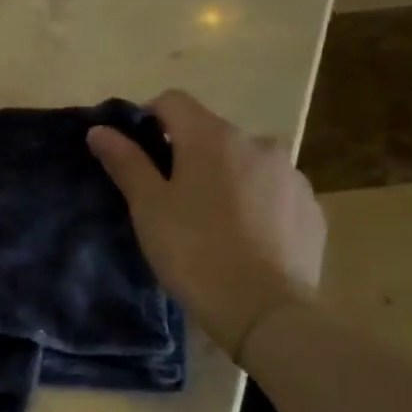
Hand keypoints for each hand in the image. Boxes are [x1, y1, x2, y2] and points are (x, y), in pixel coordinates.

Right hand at [87, 90, 324, 362]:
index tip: (137, 154)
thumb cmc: (194, 251)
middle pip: (211, 133)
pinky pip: (273, 191)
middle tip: (170, 198)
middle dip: (188, 154)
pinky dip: (255, 202)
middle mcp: (258, 143)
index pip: (173, 101)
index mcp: (212, 137)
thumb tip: (100, 130)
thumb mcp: (148, 207)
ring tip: (210, 222)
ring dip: (225, 177)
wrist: (264, 310)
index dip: (148, 119)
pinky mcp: (311, 207)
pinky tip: (244, 238)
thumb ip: (126, 162)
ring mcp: (291, 175)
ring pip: (245, 163)